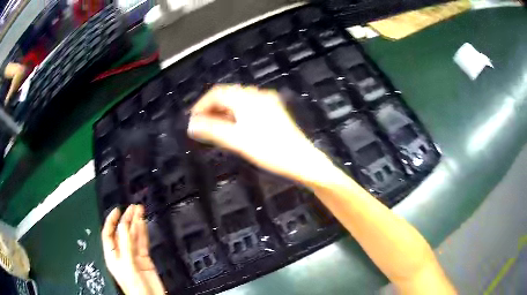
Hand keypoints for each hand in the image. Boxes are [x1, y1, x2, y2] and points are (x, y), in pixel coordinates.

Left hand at [102, 205, 164, 294]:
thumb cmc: (135, 289)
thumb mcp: (128, 266)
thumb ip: (126, 246)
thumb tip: (123, 227)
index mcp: (113, 256)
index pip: (108, 234)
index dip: (111, 221)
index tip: (117, 210)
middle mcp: (122, 254)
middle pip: (122, 233)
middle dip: (126, 219)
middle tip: (132, 208)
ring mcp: (134, 256)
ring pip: (133, 236)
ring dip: (136, 223)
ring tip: (139, 211)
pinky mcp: (144, 259)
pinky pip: (142, 243)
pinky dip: (143, 232)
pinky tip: (143, 224)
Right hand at [188, 85, 334, 184]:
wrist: (302, 160)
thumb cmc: (269, 151)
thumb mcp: (237, 141)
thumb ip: (212, 130)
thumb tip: (191, 125)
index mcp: (246, 98)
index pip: (217, 93)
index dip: (202, 104)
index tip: (192, 119)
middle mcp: (257, 94)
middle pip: (228, 95)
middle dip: (212, 108)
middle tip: (201, 124)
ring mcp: (267, 101)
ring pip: (238, 101)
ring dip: (223, 111)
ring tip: (213, 127)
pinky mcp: (273, 110)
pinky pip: (248, 106)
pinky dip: (236, 114)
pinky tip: (233, 126)